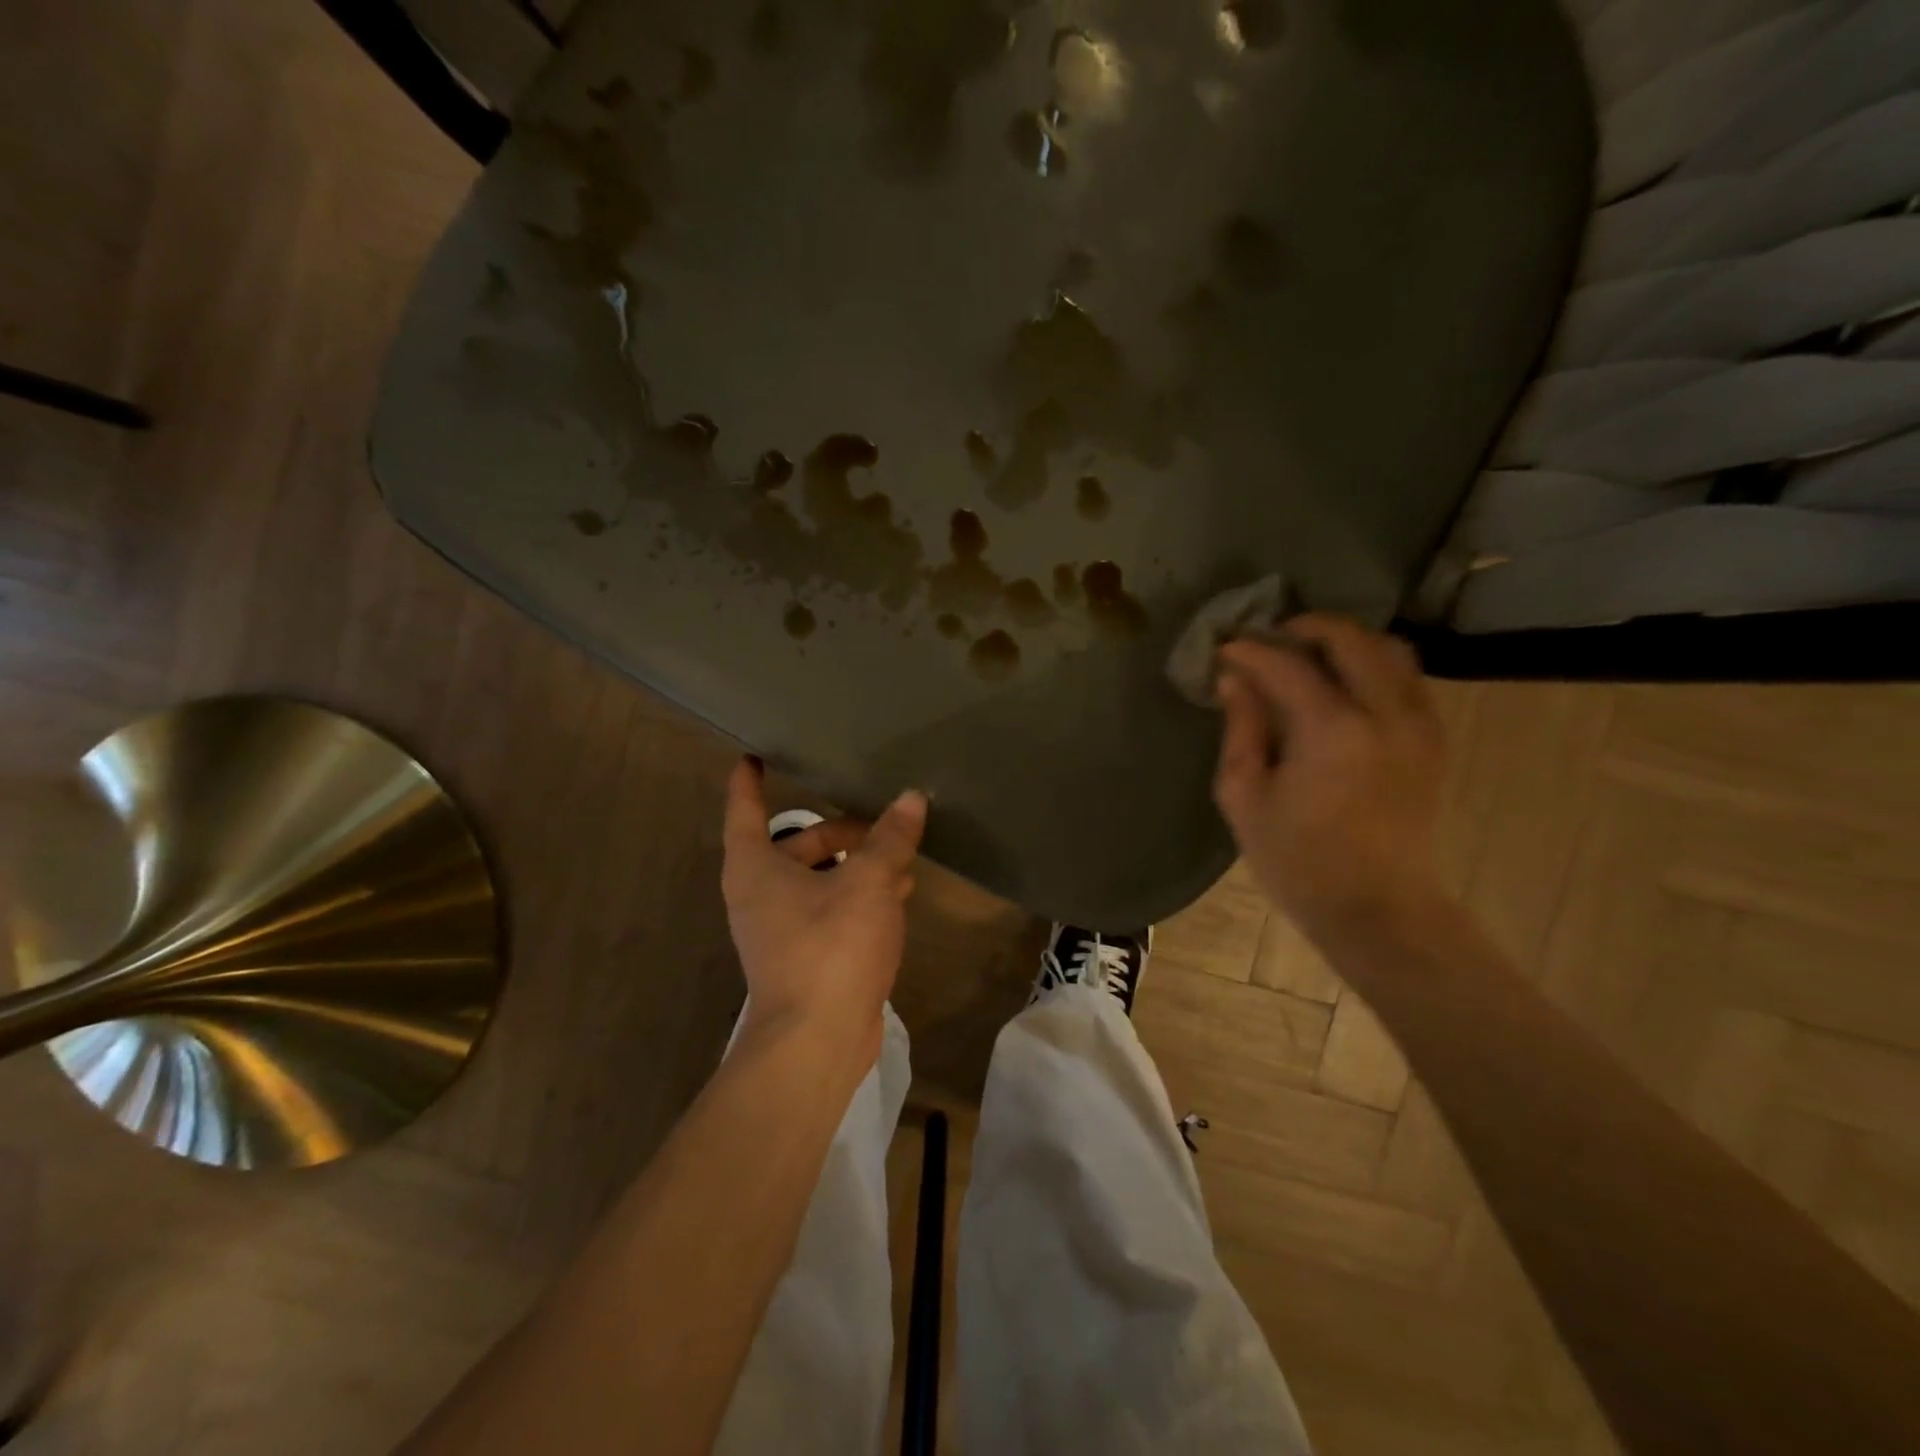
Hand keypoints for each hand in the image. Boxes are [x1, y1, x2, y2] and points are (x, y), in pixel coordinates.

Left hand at [720, 758, 926, 1067]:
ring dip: (857, 865)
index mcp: (756, 869)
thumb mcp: (868, 883)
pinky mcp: (807, 957)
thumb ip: (890, 839)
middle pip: (798, 845)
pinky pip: (832, 910)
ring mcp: (782, 930)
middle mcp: (761, 895)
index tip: (753, 758)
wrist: (817, 1042)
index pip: (745, 811)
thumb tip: (911, 798)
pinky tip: (899, 895)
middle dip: (840, 831)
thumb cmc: (831, 947)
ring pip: (820, 880)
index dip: (748, 783)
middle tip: (884, 822)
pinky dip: (859, 897)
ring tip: (902, 857)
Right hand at [1212, 615, 1447, 938]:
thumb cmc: (1298, 861)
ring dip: (1345, 642)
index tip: (1225, 648)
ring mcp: (1419, 724)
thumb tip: (1233, 680)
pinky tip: (1341, 686)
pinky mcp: (1433, 740)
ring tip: (1307, 656)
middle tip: (1268, 640)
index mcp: (1332, 730)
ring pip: (1389, 650)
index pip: (1286, 664)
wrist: (1377, 909)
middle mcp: (1385, 713)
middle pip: (1349, 638)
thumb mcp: (1245, 797)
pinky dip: (1372, 666)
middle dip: (1304, 628)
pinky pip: (1407, 678)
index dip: (1250, 650)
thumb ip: (1240, 729)